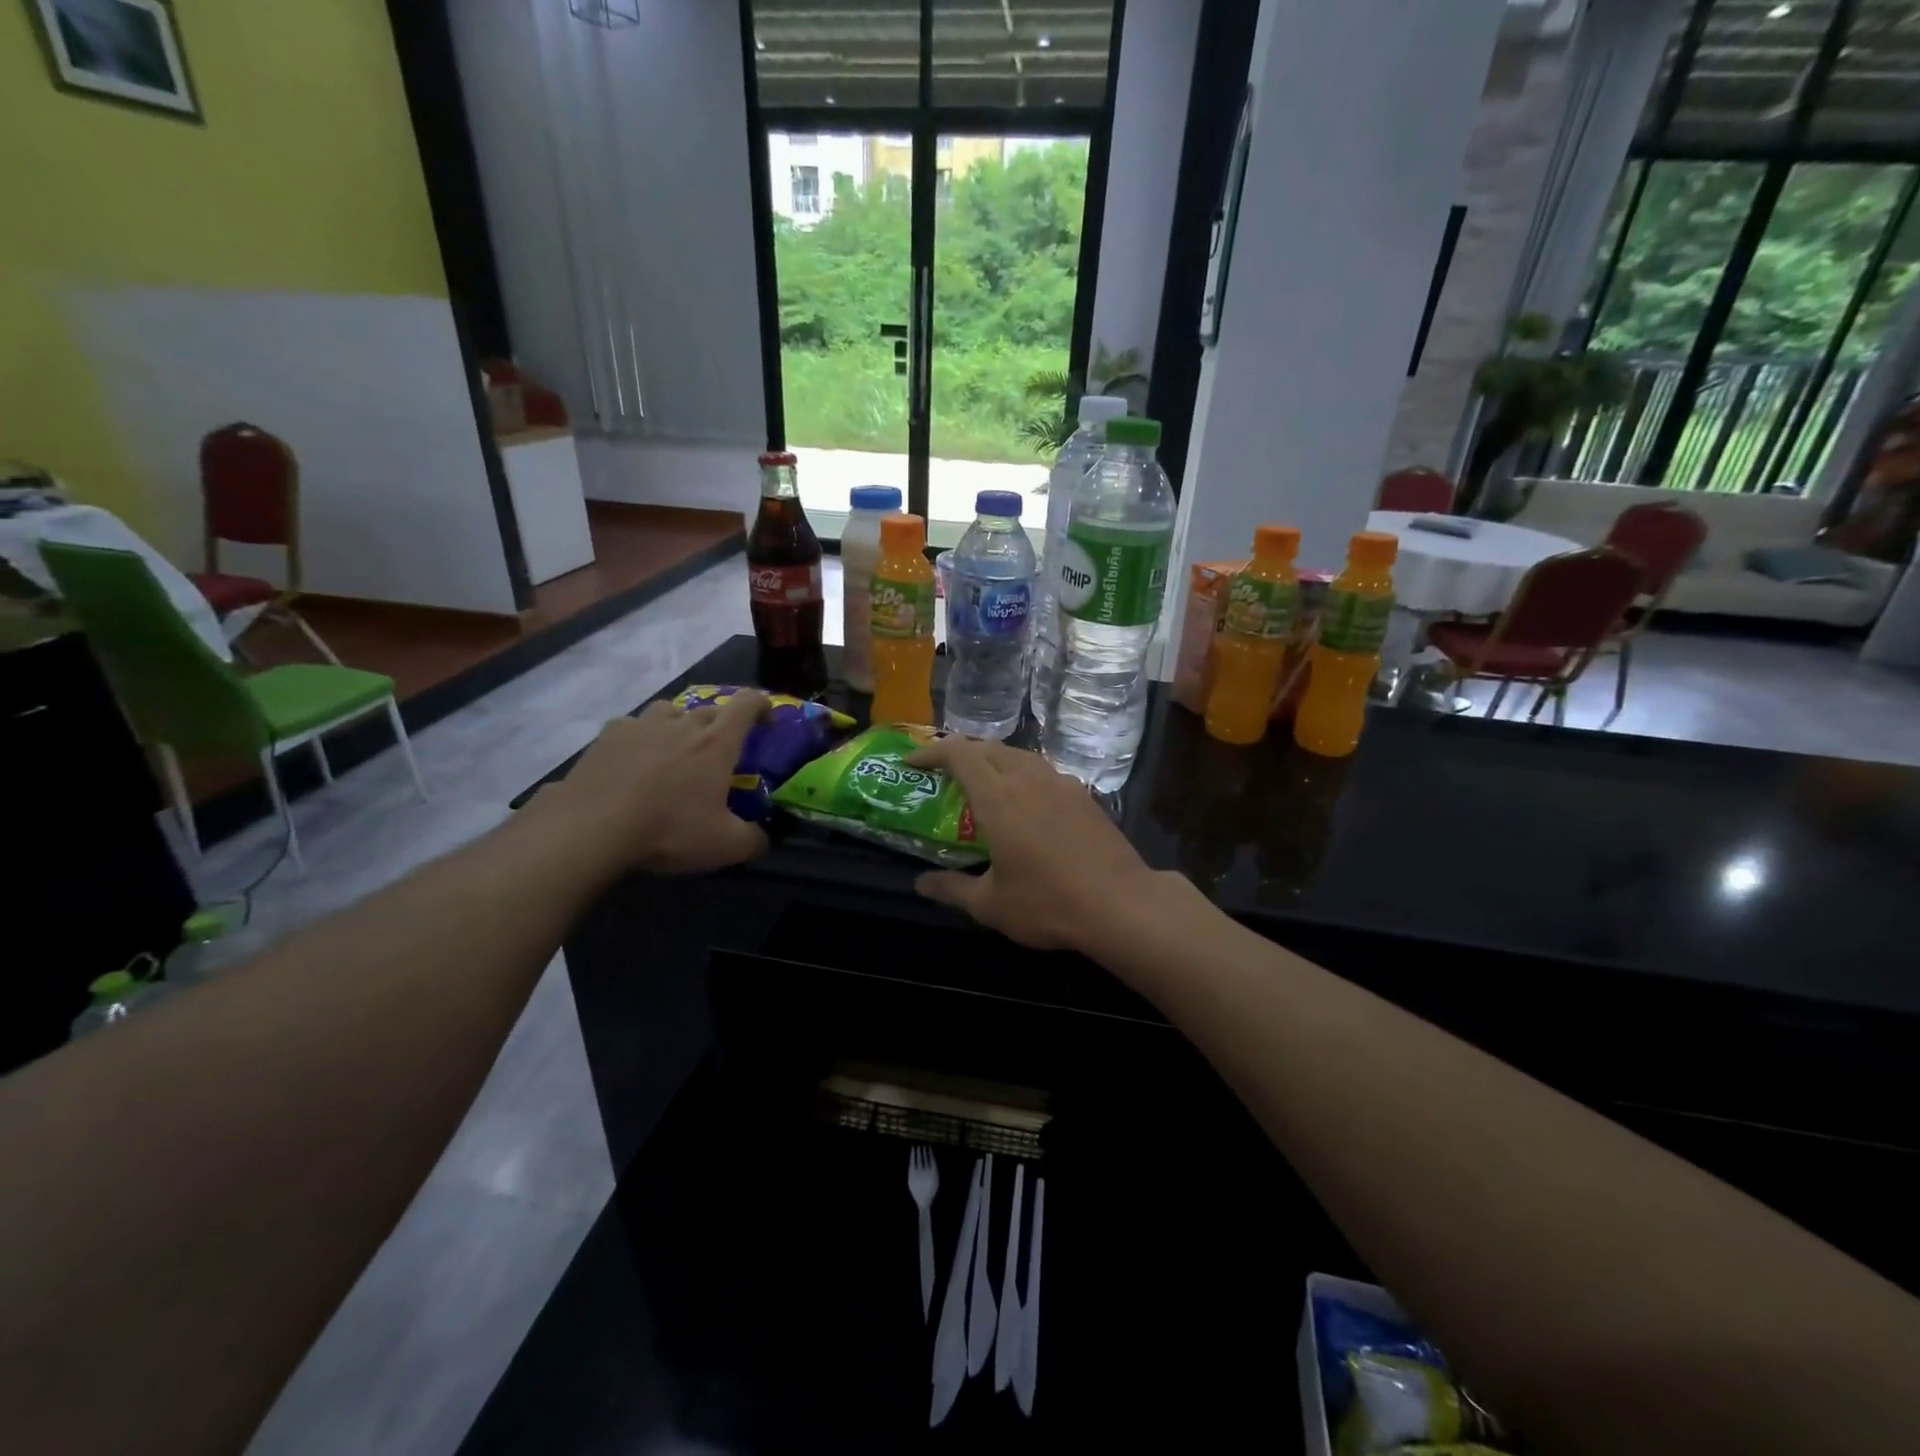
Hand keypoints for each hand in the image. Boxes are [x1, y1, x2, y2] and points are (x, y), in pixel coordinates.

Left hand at [534, 691, 771, 875]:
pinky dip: (640, 737)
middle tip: (719, 751)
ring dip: (679, 723)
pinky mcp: (606, 736)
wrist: (591, 827)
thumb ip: (752, 840)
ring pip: (669, 710)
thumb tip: (762, 839)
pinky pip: (632, 726)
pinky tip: (633, 761)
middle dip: (721, 723)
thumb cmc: (669, 829)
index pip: (747, 704)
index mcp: (716, 742)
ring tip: (674, 748)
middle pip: (709, 708)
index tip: (767, 720)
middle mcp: (682, 724)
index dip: (762, 705)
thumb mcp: (724, 846)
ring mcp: (641, 726)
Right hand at [905, 736, 1161, 951]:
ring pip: (1017, 755)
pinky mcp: (1083, 794)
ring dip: (992, 760)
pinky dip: (1020, 773)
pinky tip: (1023, 802)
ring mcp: (1060, 782)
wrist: (1121, 904)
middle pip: (987, 747)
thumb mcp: (990, 904)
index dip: (931, 751)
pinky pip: (1041, 770)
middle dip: (959, 753)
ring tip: (980, 783)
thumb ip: (952, 889)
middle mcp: (1028, 778)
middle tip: (941, 774)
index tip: (912, 762)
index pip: (958, 753)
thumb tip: (921, 883)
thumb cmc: (1048, 902)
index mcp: (999, 797)